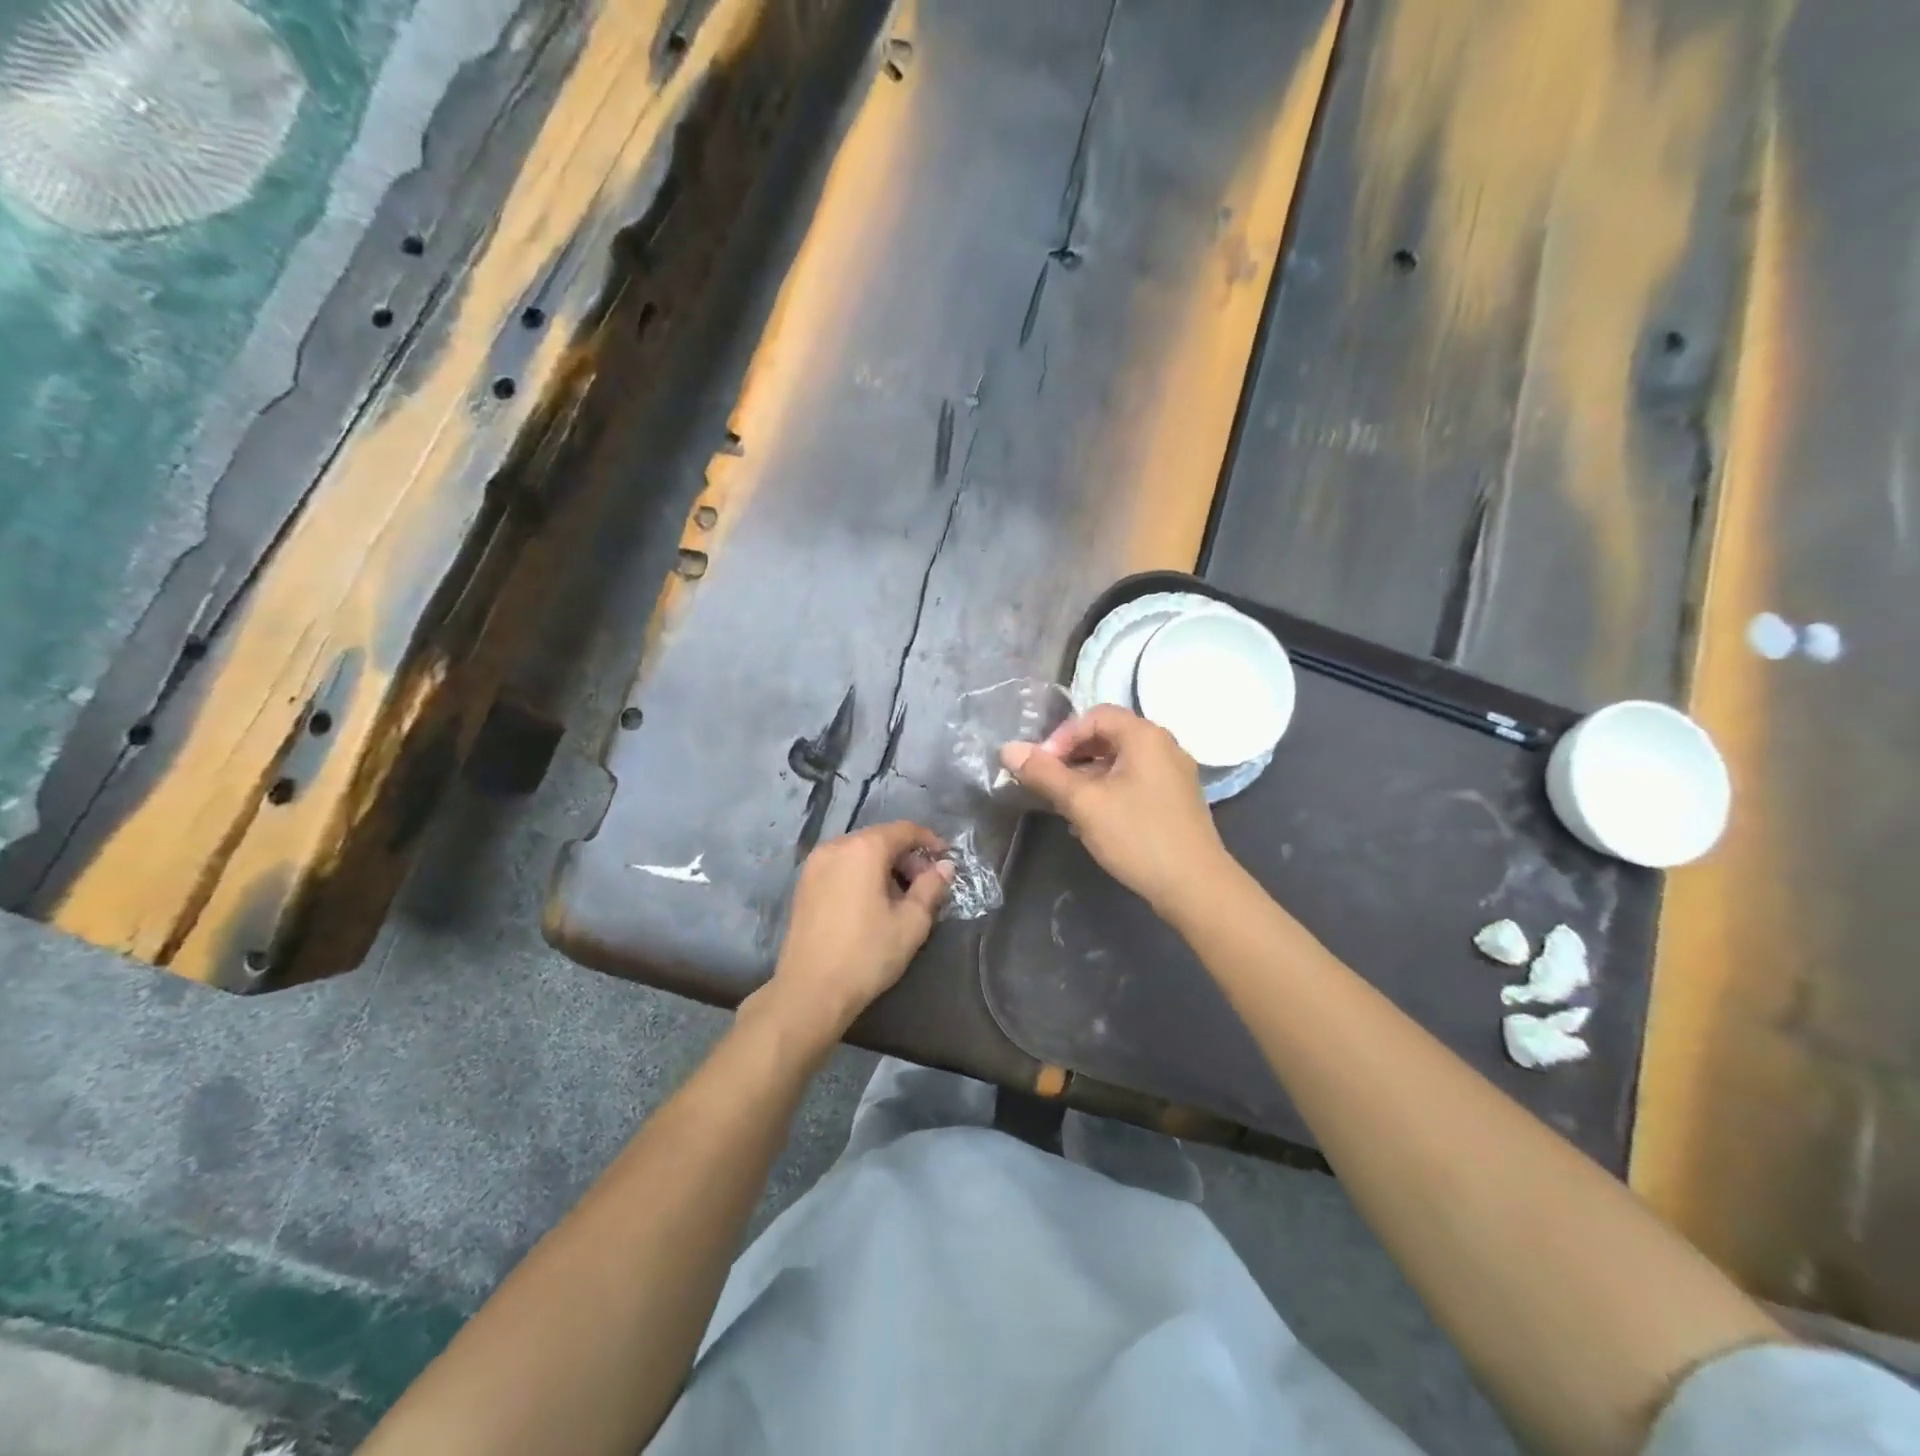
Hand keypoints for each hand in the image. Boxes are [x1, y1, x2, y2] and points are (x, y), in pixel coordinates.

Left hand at [758, 821, 954, 1047]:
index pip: (904, 830)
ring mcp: (815, 865)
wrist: (810, 991)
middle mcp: (836, 846)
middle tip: (926, 884)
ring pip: (859, 852)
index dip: (929, 841)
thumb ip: (931, 888)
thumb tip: (944, 867)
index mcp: (864, 848)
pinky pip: (841, 866)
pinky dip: (862, 874)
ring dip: (884, 866)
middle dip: (907, 856)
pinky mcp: (803, 885)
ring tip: (901, 897)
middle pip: (880, 838)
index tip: (946, 859)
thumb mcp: (911, 922)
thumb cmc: (867, 953)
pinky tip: (872, 902)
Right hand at [1000, 706, 1228, 915]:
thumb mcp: (1083, 803)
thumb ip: (1044, 774)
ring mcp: (1173, 774)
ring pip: (1120, 762)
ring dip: (1088, 776)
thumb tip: (1008, 749)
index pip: (1094, 716)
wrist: (1195, 886)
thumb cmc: (1137, 836)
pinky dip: (1109, 790)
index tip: (1042, 767)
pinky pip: (1135, 781)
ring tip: (1066, 805)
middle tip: (1049, 784)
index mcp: (1145, 736)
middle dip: (1073, 756)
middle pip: (1108, 736)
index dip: (1062, 736)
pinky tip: (1093, 820)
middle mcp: (1164, 746)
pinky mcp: (1176, 800)